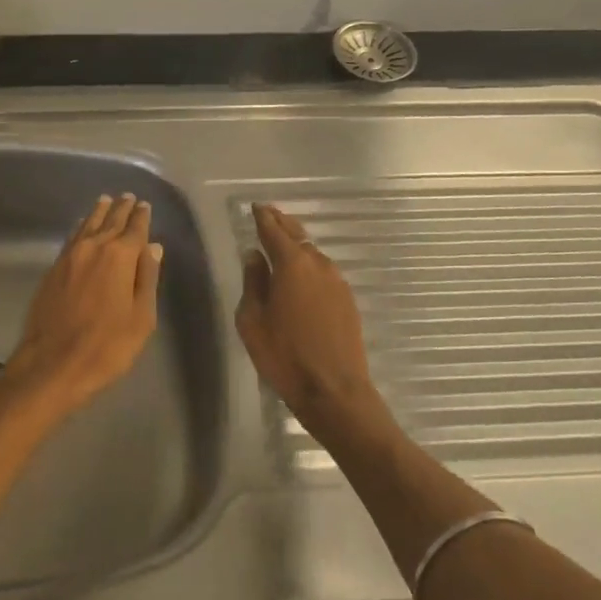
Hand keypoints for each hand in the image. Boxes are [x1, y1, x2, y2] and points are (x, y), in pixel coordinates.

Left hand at [2, 193, 162, 420]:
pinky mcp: (53, 269)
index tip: (144, 205)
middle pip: (110, 221)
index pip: (135, 229)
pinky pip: (72, 238)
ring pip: (88, 225)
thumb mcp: (141, 318)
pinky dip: (81, 227)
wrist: (52, 364)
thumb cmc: (106, 346)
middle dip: (121, 209)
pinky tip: (83, 226)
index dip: (141, 217)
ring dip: (99, 212)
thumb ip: (147, 278)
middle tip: (128, 197)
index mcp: (120, 257)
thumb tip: (153, 247)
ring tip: (106, 201)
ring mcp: (70, 257)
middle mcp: (94, 248)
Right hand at [236, 203, 385, 434]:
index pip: (273, 231)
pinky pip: (323, 272)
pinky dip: (309, 264)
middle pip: (297, 235)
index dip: (263, 217)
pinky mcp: (347, 300)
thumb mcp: (253, 321)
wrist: (335, 392)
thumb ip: (253, 283)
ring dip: (297, 244)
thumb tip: (255, 257)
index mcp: (291, 265)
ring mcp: (337, 282)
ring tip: (282, 242)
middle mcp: (317, 265)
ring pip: (313, 253)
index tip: (255, 207)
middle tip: (268, 214)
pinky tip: (302, 274)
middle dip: (281, 223)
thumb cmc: (284, 356)